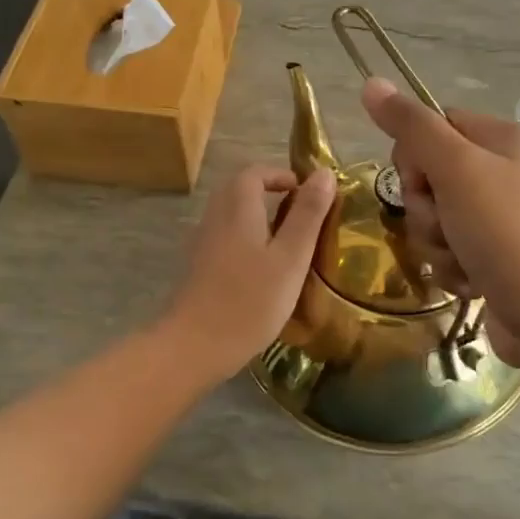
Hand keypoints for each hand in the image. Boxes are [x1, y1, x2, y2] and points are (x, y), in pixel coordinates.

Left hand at [162, 164, 334, 377]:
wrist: (194, 346)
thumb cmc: (250, 300)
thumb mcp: (291, 257)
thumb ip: (308, 214)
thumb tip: (325, 173)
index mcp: (237, 206)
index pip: (256, 172)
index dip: (283, 176)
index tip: (309, 195)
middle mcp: (215, 216)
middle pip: (241, 190)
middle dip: (271, 194)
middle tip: (303, 217)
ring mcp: (203, 242)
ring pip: (233, 215)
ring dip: (259, 219)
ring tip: (290, 244)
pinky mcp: (199, 267)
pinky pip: (226, 238)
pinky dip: (247, 240)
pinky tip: (264, 270)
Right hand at [361, 78, 519, 363]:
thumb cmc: (508, 232)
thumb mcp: (457, 169)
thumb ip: (412, 127)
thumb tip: (371, 83)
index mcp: (505, 139)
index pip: (435, 126)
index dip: (415, 156)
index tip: (422, 182)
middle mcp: (506, 173)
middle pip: (431, 176)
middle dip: (426, 209)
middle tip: (446, 225)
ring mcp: (503, 219)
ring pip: (436, 219)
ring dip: (436, 243)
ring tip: (462, 260)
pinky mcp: (497, 258)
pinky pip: (451, 251)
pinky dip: (453, 268)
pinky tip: (472, 283)